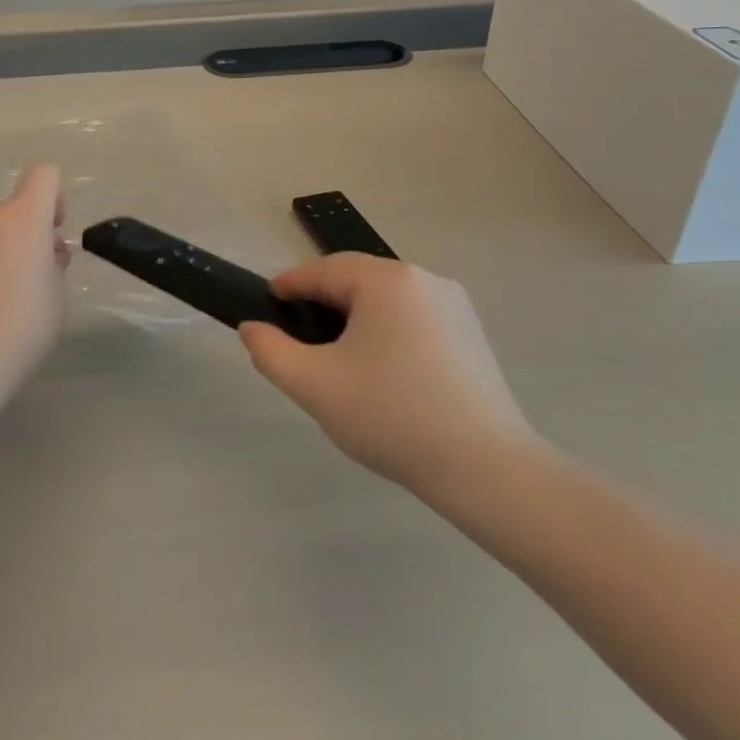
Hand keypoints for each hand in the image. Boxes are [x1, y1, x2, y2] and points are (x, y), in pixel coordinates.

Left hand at [0, 164, 69, 380]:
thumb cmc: (23, 328)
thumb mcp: (57, 298)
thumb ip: (53, 265)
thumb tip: (44, 255)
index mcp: (24, 219)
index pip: (44, 175)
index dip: (54, 197)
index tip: (52, 231)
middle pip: (13, 210)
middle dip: (25, 235)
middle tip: (29, 280)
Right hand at [240, 255, 538, 501]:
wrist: (487, 469)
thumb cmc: (392, 417)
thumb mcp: (315, 385)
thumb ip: (271, 351)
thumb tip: (252, 328)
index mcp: (386, 280)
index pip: (323, 271)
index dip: (290, 285)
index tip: (268, 303)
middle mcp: (423, 278)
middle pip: (356, 281)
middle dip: (323, 304)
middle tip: (299, 338)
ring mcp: (453, 304)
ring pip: (386, 300)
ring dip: (356, 318)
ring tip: (338, 358)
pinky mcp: (471, 332)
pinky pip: (413, 318)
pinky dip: (388, 332)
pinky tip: (383, 371)